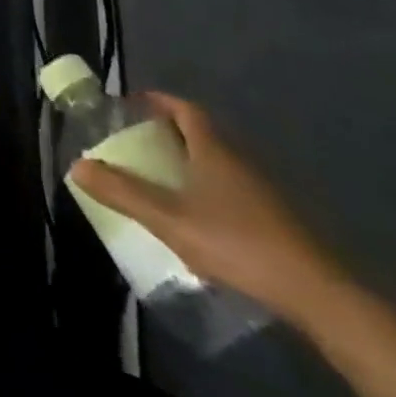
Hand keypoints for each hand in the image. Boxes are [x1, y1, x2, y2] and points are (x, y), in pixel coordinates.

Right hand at [69, 93, 340, 322]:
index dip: (158, 101)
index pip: (184, 108)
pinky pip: (233, 190)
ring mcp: (262, 191)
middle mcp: (238, 160)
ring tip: (162, 181)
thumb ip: (123, 192)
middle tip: (140, 144)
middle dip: (169, 134)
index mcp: (213, 148)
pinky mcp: (276, 221)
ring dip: (190, 164)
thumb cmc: (237, 242)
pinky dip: (210, 192)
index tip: (134, 104)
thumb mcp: (170, 219)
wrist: (318, 295)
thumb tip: (76, 165)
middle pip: (201, 134)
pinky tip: (199, 219)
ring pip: (218, 164)